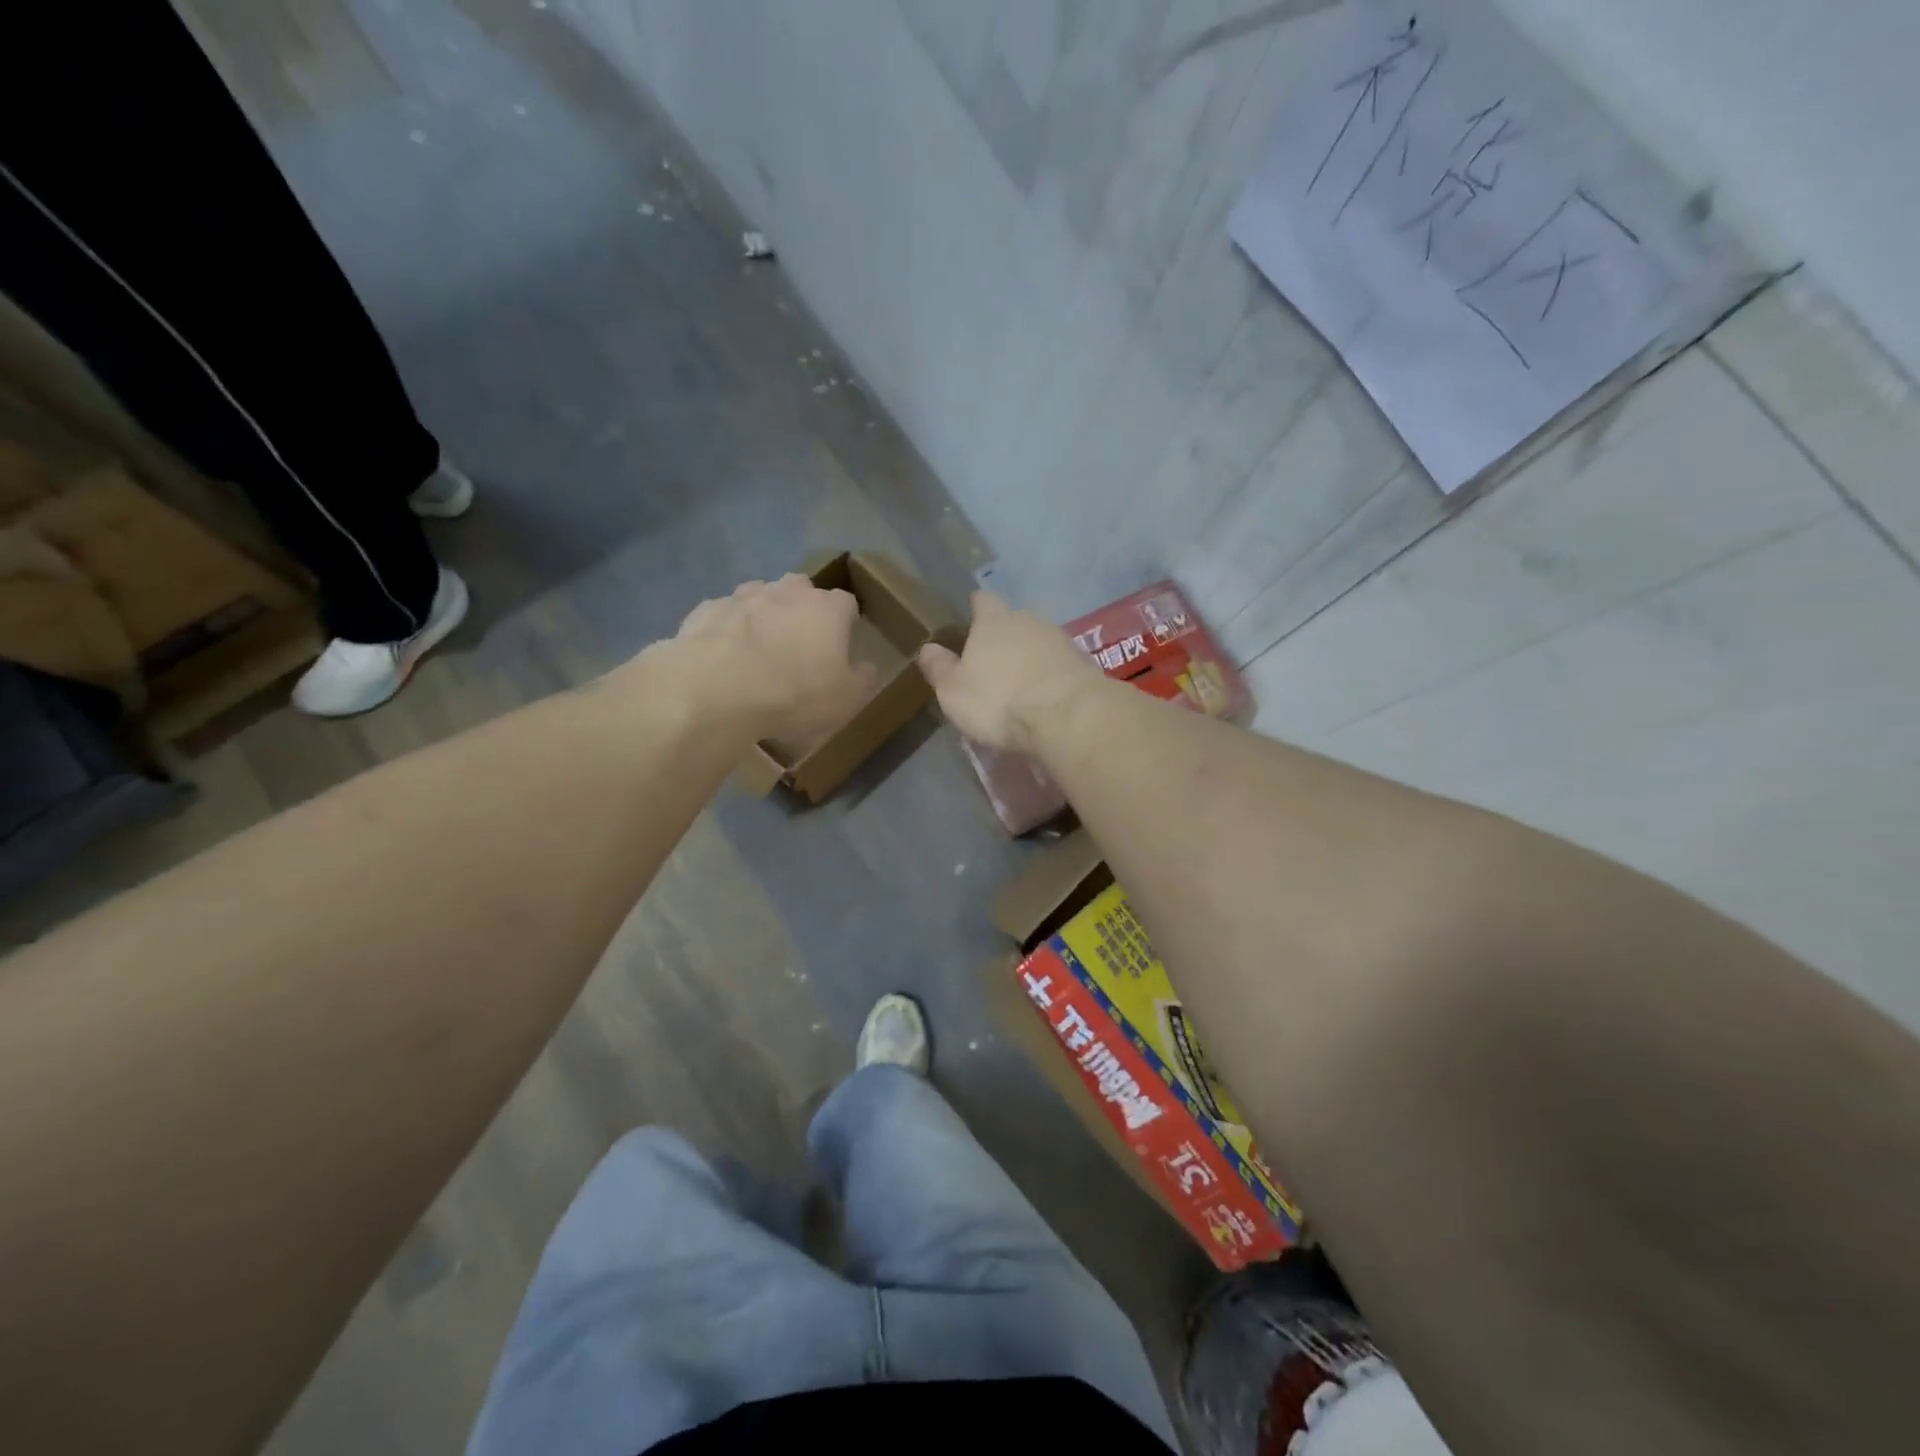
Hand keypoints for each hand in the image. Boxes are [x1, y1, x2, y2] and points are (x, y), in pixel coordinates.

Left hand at [669, 574, 875, 741]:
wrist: (716, 691)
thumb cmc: (794, 694)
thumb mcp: (847, 700)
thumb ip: (863, 679)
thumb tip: (866, 667)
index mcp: (827, 608)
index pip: (846, 604)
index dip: (845, 623)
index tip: (842, 645)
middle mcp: (787, 592)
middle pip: (801, 591)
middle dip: (802, 611)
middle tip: (798, 646)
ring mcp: (743, 596)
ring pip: (760, 598)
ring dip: (763, 617)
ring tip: (757, 652)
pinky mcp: (706, 610)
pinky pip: (724, 616)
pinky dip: (727, 631)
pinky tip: (723, 658)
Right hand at [916, 591, 1098, 753]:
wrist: (1069, 716)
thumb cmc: (999, 700)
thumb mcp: (954, 691)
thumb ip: (939, 668)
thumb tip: (928, 649)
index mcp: (993, 620)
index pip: (982, 600)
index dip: (975, 608)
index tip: (969, 620)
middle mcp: (1029, 620)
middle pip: (1014, 620)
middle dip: (1004, 637)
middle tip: (992, 662)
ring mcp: (1061, 640)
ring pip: (1039, 642)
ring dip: (1030, 658)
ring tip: (1020, 685)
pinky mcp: (1084, 664)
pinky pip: (1059, 665)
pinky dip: (1050, 676)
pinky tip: (1045, 697)